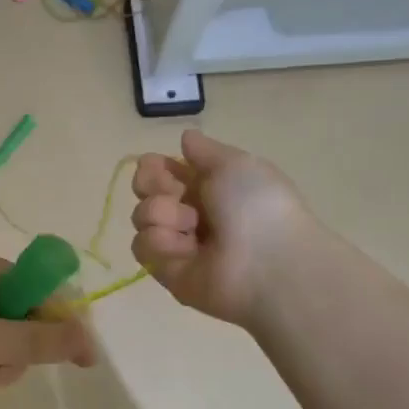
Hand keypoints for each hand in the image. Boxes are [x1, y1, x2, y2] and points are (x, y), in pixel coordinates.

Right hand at [131, 130, 316, 328]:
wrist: (267, 262)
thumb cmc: (256, 204)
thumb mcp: (235, 163)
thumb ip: (204, 151)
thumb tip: (186, 137)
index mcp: (209, 186)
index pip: (163, 171)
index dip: (154, 166)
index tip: (158, 165)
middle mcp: (190, 213)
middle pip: (146, 191)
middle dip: (152, 185)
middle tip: (174, 193)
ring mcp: (177, 243)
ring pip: (142, 216)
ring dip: (161, 213)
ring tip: (189, 226)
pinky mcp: (165, 270)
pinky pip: (143, 246)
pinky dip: (160, 242)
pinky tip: (185, 248)